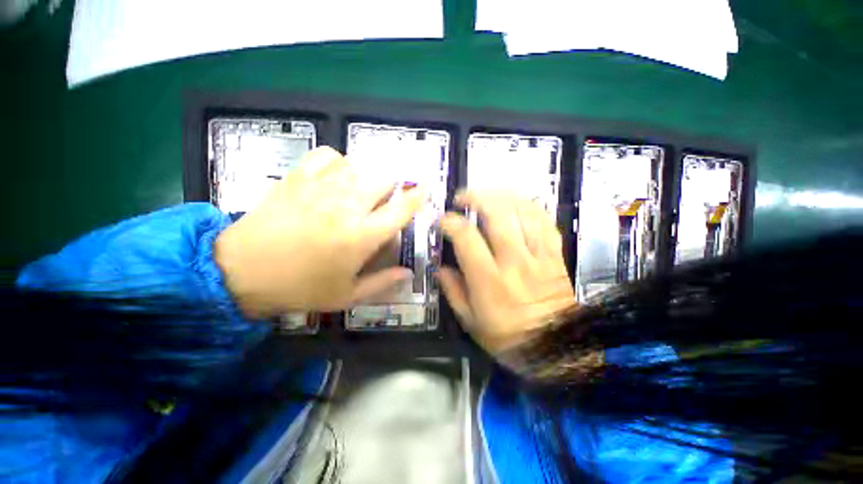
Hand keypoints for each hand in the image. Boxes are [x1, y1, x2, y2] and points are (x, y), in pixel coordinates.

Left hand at [214, 147, 423, 318]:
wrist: (241, 271)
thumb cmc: (300, 287)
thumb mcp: (347, 295)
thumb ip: (383, 282)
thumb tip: (408, 273)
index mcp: (363, 236)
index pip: (402, 208)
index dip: (417, 197)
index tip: (423, 191)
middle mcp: (348, 206)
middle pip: (385, 178)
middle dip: (393, 187)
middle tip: (386, 201)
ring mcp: (322, 187)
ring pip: (361, 164)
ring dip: (369, 176)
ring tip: (362, 190)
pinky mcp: (299, 177)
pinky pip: (329, 155)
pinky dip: (340, 162)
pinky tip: (336, 177)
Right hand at [438, 191, 575, 354]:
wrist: (557, 349)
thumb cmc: (509, 338)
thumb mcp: (471, 322)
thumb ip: (453, 291)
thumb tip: (441, 267)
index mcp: (489, 280)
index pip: (466, 238)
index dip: (451, 223)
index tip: (443, 221)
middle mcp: (514, 262)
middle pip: (497, 215)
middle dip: (476, 198)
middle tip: (463, 197)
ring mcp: (538, 256)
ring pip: (523, 212)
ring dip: (501, 196)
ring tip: (486, 194)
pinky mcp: (555, 255)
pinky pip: (545, 221)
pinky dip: (529, 206)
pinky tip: (516, 202)